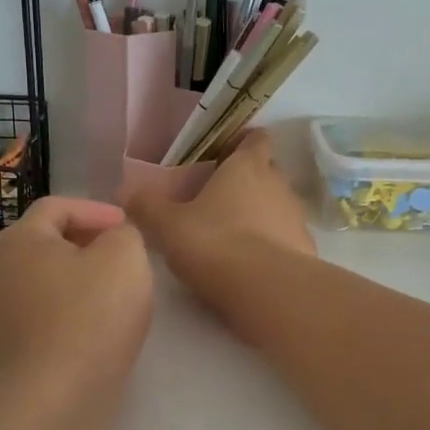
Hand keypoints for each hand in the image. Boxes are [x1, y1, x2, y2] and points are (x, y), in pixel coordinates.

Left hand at [0, 196, 153, 395]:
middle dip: (85, 242)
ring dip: (77, 278)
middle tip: (121, 255)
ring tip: (112, 292)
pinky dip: (68, 310)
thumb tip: (113, 240)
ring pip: (43, 281)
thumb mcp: (125, 256)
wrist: (57, 396)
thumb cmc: (92, 315)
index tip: (127, 226)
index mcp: (19, 240)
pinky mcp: (7, 348)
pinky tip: (94, 327)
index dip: (96, 210)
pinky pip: (41, 315)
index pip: (56, 207)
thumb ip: (124, 233)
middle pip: (45, 243)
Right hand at [123, 132, 313, 331]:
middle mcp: (278, 184)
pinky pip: (285, 238)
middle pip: (267, 171)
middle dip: (247, 180)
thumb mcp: (168, 225)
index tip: (223, 155)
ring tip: (230, 234)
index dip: (242, 143)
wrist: (266, 291)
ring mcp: (296, 218)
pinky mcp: (304, 250)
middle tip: (217, 197)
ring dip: (259, 214)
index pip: (255, 139)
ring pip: (277, 206)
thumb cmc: (214, 243)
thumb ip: (147, 205)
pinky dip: (270, 244)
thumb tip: (124, 191)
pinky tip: (248, 263)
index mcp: (247, 167)